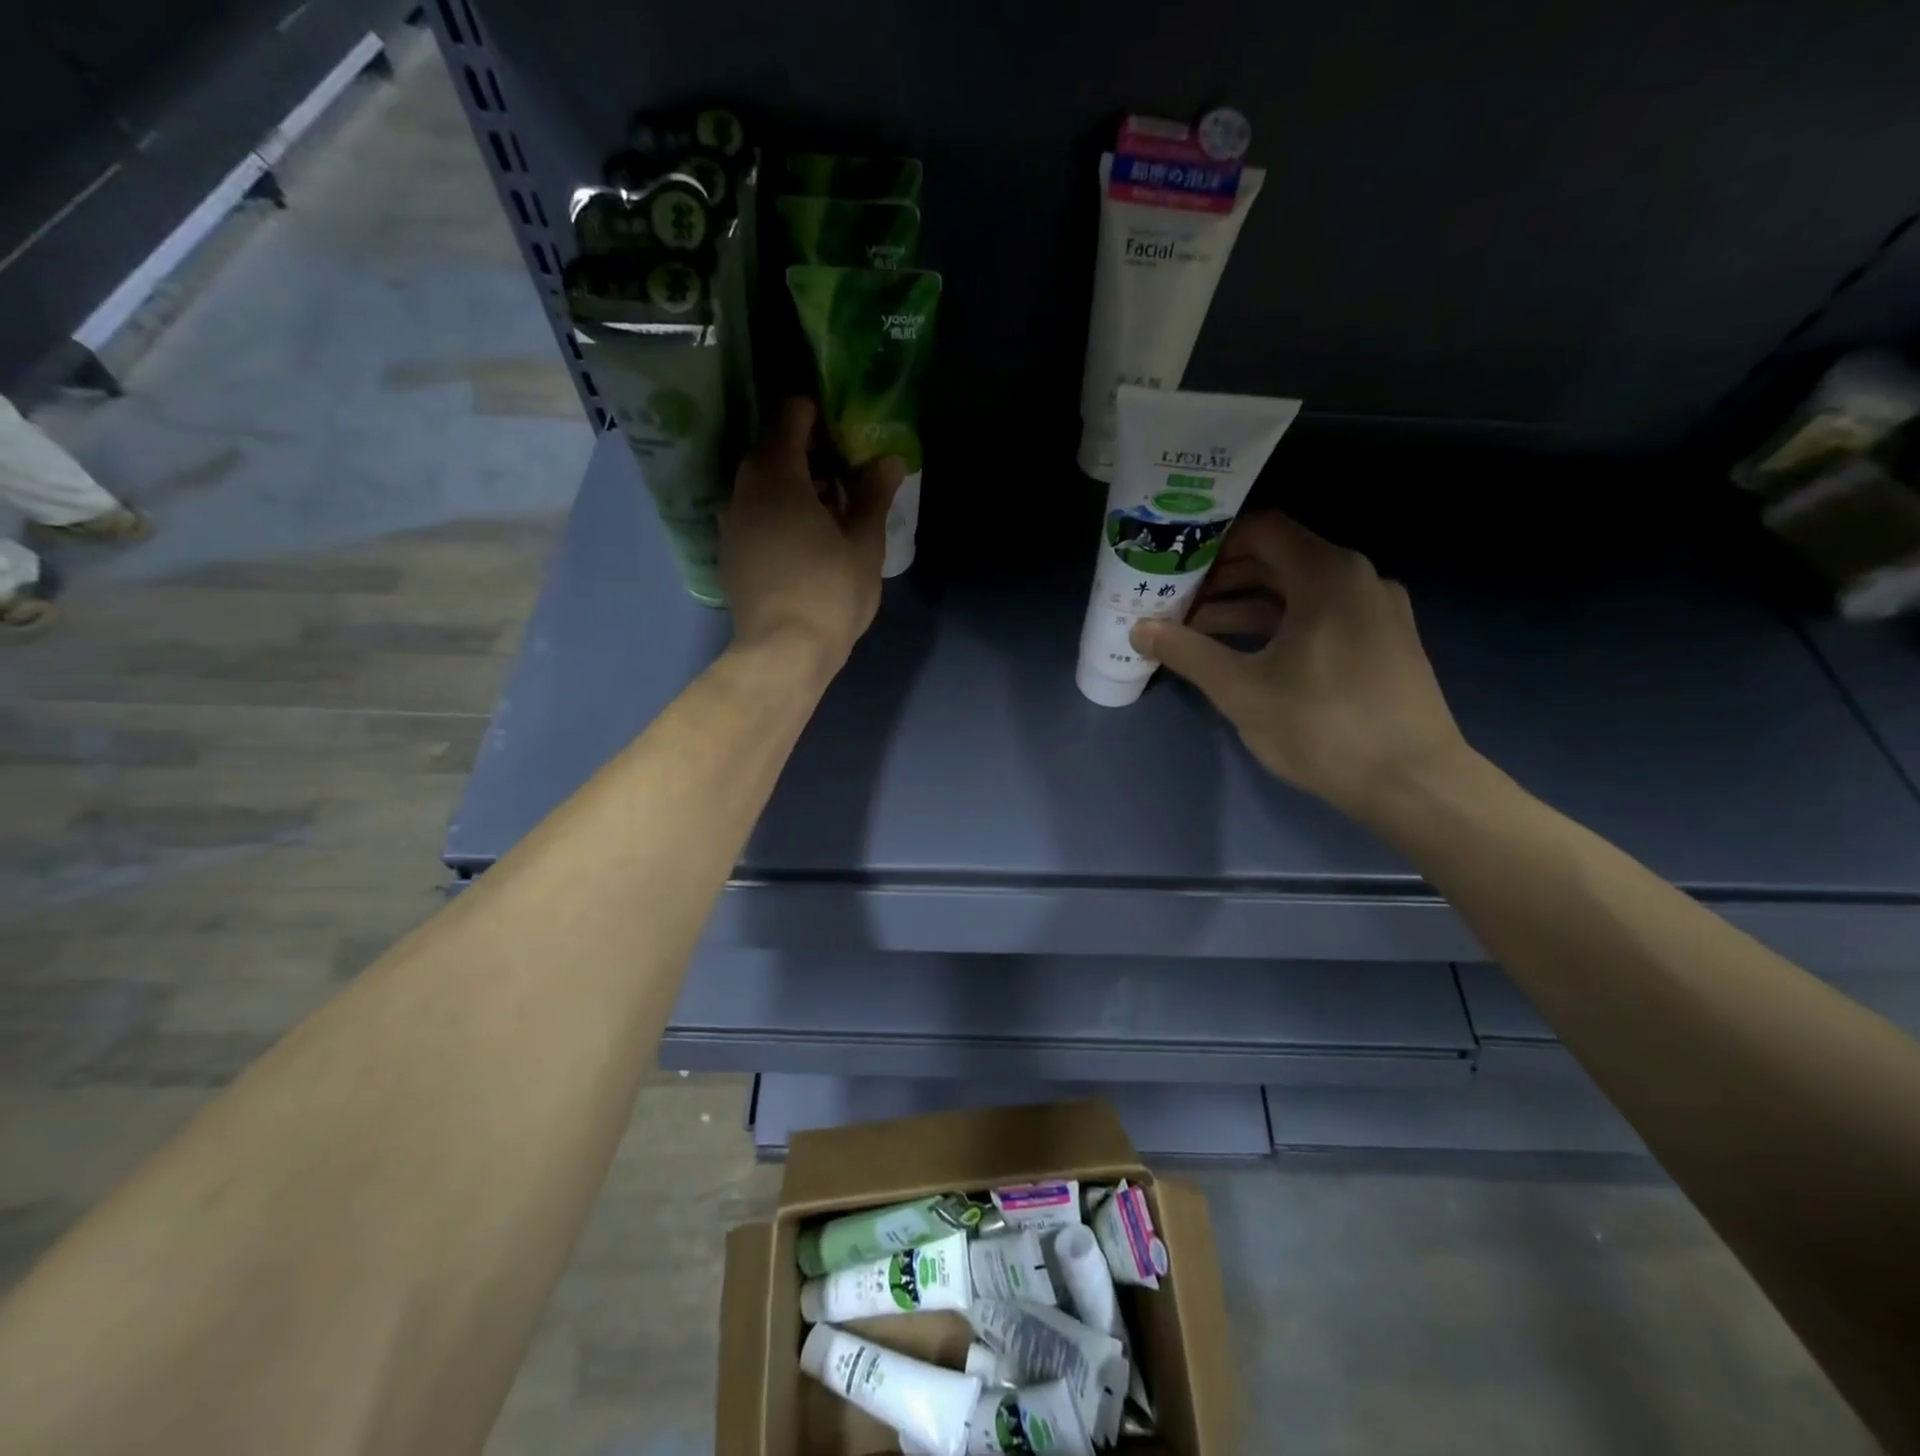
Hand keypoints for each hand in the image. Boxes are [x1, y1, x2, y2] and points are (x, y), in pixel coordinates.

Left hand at [720, 397, 903, 670]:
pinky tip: (803, 541)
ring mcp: (731, 523)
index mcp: (778, 475)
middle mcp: (744, 490)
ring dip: (791, 486)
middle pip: (771, 451)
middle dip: (807, 454)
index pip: (790, 417)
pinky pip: (753, 515)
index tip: (843, 430)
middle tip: (845, 475)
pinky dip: (776, 513)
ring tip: (829, 512)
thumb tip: (887, 459)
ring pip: (760, 486)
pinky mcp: (729, 554)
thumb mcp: (864, 542)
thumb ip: (874, 495)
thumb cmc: (830, 592)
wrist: (783, 652)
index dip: (816, 414)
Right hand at [1131, 511, 1470, 819]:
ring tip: (1194, 632)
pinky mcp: (1381, 642)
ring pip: (1297, 593)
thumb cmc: (1323, 726)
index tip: (1173, 561)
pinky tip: (1242, 655)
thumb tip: (1138, 630)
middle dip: (1221, 580)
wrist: (1414, 783)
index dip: (1213, 542)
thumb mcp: (1242, 690)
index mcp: (1328, 575)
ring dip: (1244, 607)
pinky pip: (1319, 617)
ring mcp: (1374, 611)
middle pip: (1277, 560)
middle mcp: (1357, 579)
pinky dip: (1277, 626)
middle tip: (1173, 600)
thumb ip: (1187, 653)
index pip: (1262, 529)